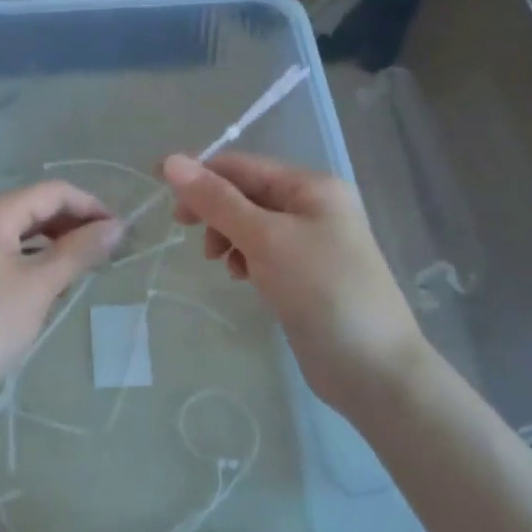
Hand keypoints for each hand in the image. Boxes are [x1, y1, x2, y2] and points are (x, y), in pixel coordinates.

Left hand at [0, 181, 122, 413]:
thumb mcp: (38, 288)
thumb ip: (78, 252)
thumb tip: (117, 226)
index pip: (52, 192)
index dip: (90, 206)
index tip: (123, 233)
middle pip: (34, 208)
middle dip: (73, 225)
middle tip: (110, 253)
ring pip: (20, 232)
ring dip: (54, 244)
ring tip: (86, 270)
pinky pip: (4, 253)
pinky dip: (32, 261)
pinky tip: (50, 286)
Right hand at [163, 152, 428, 413]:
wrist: (373, 369)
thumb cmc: (321, 291)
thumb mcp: (264, 239)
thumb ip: (217, 200)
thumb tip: (172, 161)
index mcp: (311, 186)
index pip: (242, 166)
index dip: (198, 173)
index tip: (158, 187)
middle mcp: (313, 206)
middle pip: (246, 192)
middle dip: (214, 208)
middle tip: (185, 229)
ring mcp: (312, 241)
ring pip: (251, 224)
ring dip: (227, 235)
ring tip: (220, 262)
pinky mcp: (306, 273)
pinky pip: (263, 251)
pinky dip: (245, 258)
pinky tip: (242, 277)